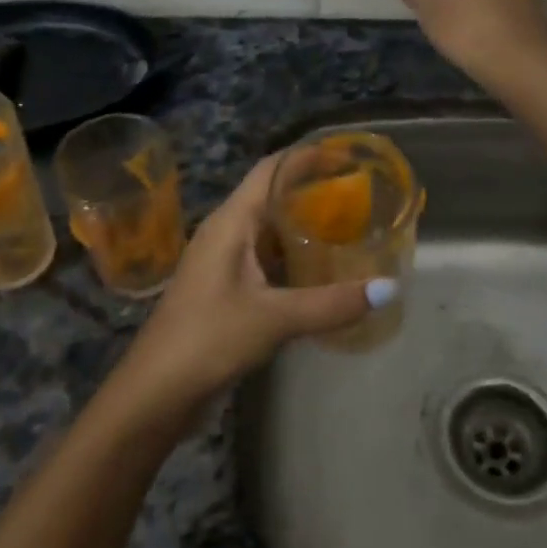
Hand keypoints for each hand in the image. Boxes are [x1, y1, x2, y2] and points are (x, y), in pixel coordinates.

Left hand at [118, 154, 397, 411]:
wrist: (156, 391)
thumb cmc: (208, 339)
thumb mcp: (275, 319)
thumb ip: (332, 303)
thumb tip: (390, 288)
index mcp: (230, 223)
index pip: (270, 170)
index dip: (305, 157)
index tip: (345, 155)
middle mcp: (224, 233)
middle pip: (270, 196)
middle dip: (311, 191)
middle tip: (359, 194)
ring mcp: (222, 262)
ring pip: (267, 231)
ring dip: (302, 226)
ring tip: (349, 227)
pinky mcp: (224, 290)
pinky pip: (264, 260)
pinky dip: (292, 258)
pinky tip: (320, 271)